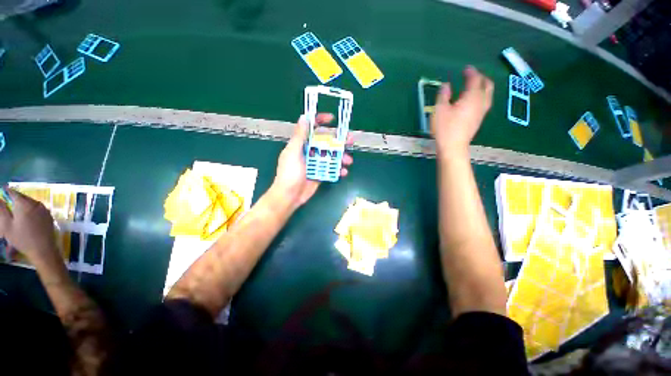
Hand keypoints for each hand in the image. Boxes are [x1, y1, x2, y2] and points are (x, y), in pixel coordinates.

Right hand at [0, 188, 59, 263]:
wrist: (43, 249)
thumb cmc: (22, 238)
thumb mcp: (7, 225)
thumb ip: (2, 210)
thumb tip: (0, 198)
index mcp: (24, 203)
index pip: (13, 192)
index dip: (7, 192)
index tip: (2, 194)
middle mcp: (36, 203)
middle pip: (22, 197)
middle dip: (14, 200)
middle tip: (8, 206)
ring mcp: (44, 209)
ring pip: (30, 202)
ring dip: (23, 205)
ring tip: (17, 213)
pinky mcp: (49, 215)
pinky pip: (37, 208)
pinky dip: (30, 210)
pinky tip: (27, 219)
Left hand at [272, 114, 353, 207]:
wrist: (290, 196)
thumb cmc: (289, 173)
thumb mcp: (293, 152)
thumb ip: (299, 136)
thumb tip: (304, 117)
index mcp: (301, 144)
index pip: (311, 128)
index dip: (321, 121)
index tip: (332, 119)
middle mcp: (310, 151)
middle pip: (326, 142)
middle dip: (339, 140)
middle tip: (350, 140)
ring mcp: (316, 163)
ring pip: (331, 155)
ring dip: (341, 156)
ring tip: (348, 161)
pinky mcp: (320, 173)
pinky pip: (331, 169)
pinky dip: (338, 169)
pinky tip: (343, 171)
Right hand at [431, 66, 493, 156]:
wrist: (453, 147)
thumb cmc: (445, 128)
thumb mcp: (439, 110)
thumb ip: (444, 95)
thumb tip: (446, 85)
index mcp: (471, 97)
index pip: (475, 80)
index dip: (471, 72)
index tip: (465, 69)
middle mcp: (481, 102)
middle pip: (487, 85)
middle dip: (481, 78)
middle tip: (471, 76)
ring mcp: (482, 112)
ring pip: (488, 94)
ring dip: (482, 87)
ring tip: (472, 87)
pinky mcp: (479, 119)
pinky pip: (485, 102)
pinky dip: (481, 96)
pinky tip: (472, 101)